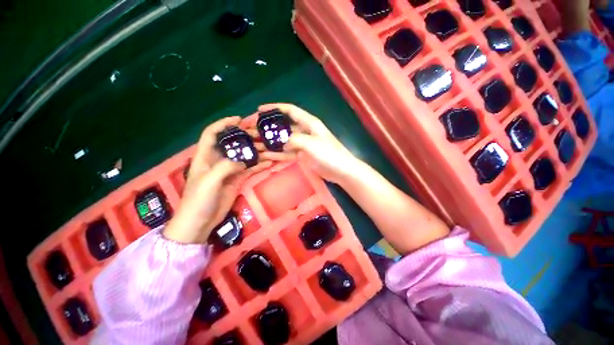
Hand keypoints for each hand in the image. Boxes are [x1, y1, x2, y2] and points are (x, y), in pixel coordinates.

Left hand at [163, 117, 270, 243]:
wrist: (200, 222)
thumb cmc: (199, 200)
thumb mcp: (209, 181)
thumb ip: (225, 166)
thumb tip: (243, 159)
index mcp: (205, 156)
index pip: (212, 134)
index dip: (223, 124)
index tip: (239, 119)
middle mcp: (218, 160)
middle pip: (233, 144)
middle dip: (247, 138)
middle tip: (262, 136)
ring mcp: (229, 170)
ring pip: (245, 156)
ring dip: (257, 152)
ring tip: (271, 149)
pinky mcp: (237, 180)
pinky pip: (250, 169)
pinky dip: (259, 165)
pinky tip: (270, 163)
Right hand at [249, 103, 360, 183]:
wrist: (340, 170)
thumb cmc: (329, 153)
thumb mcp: (311, 143)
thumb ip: (294, 139)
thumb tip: (281, 142)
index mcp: (308, 123)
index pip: (290, 110)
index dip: (275, 108)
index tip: (259, 110)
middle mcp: (304, 132)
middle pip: (282, 127)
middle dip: (267, 128)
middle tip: (251, 130)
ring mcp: (302, 145)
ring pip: (282, 141)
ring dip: (269, 142)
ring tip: (253, 144)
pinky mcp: (302, 156)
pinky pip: (286, 153)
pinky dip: (276, 154)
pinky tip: (264, 155)